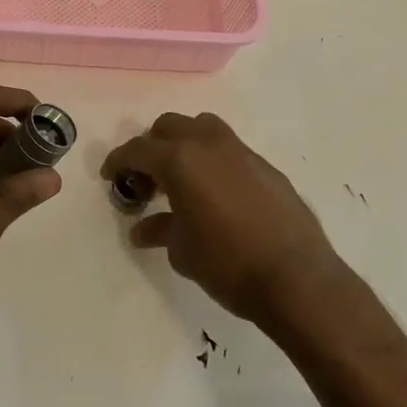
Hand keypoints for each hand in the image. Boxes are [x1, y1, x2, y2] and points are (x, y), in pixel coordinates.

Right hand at [102, 113, 347, 330]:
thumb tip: (143, 228)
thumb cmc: (227, 263)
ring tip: (180, 178)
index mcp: (180, 160)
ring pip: (203, 128)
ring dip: (184, 144)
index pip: (138, 150)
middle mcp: (209, 145)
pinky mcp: (266, 167)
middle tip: (145, 179)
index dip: (118, 161)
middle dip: (151, 147)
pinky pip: (229, 150)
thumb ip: (159, 229)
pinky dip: (212, 161)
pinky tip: (215, 194)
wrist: (296, 278)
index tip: (110, 176)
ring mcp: (241, 152)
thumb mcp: (181, 251)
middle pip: (169, 127)